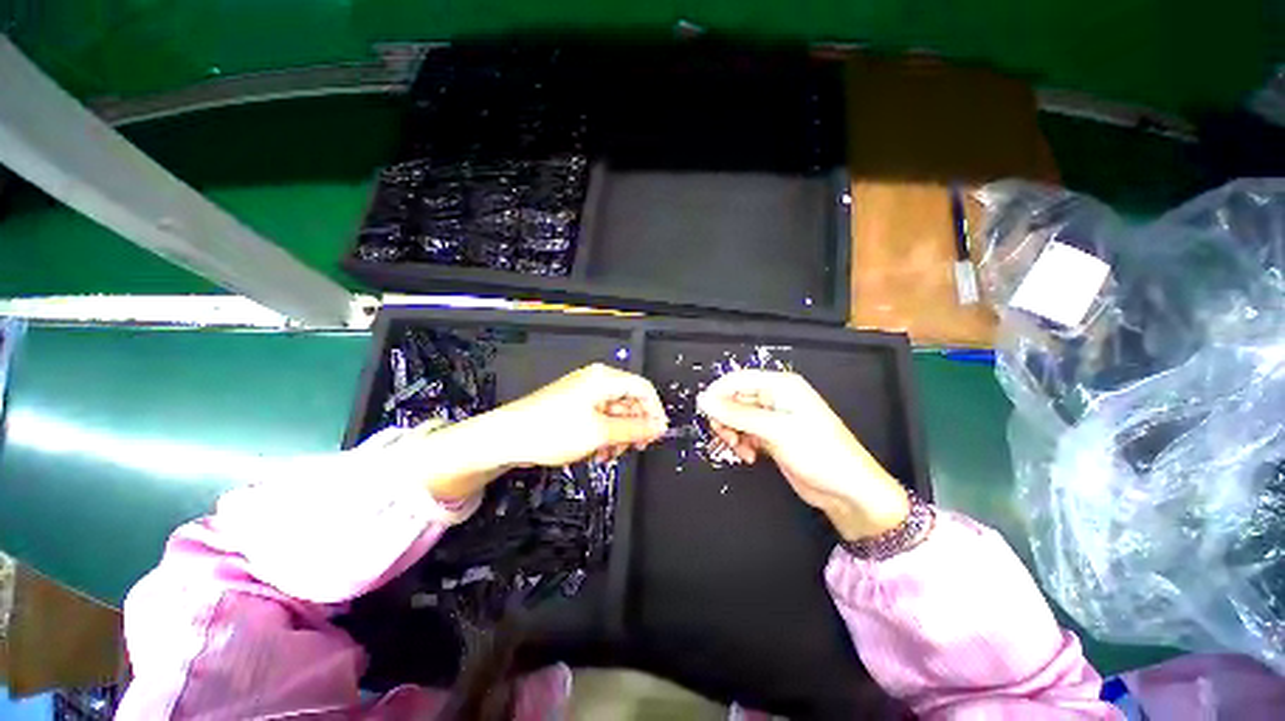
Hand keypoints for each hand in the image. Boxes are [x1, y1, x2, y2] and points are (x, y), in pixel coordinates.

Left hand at [492, 363, 669, 466]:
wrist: (507, 437)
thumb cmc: (552, 430)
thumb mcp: (600, 433)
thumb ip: (634, 429)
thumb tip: (658, 427)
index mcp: (604, 379)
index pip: (643, 389)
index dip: (654, 411)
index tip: (657, 434)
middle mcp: (596, 381)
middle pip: (629, 401)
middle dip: (633, 427)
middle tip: (633, 449)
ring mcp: (584, 393)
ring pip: (614, 413)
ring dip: (617, 435)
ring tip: (608, 455)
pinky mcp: (574, 406)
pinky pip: (599, 418)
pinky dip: (603, 435)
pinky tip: (596, 452)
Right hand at [696, 369, 908, 540]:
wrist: (847, 491)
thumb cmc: (820, 453)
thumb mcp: (775, 431)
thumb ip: (736, 414)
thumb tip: (704, 400)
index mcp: (779, 385)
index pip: (736, 380)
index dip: (717, 395)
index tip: (705, 414)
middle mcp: (774, 397)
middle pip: (733, 399)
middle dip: (725, 418)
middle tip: (726, 437)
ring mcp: (772, 418)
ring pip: (736, 418)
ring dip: (732, 433)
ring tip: (739, 449)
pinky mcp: (771, 436)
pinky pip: (744, 433)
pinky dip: (741, 443)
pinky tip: (749, 455)